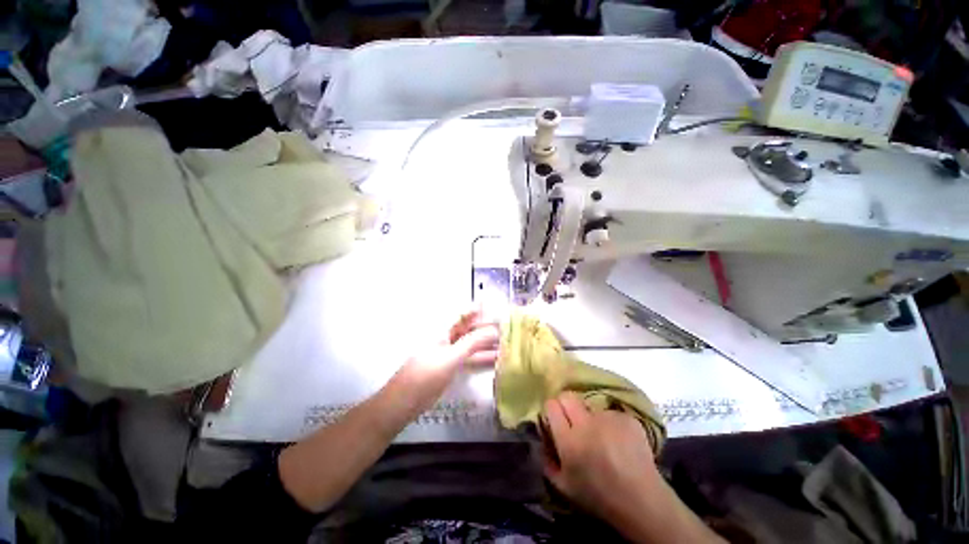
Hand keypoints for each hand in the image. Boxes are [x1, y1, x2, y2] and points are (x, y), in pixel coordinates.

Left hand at [391, 308, 499, 416]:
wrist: (404, 402)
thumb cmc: (425, 375)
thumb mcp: (451, 357)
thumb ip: (473, 343)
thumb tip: (493, 330)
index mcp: (443, 329)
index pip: (464, 314)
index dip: (480, 308)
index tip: (497, 306)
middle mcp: (447, 337)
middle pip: (470, 328)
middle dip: (488, 327)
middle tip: (508, 327)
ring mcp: (449, 352)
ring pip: (472, 343)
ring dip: (488, 343)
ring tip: (508, 342)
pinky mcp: (451, 366)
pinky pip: (470, 357)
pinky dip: (482, 357)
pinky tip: (497, 359)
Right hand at [542, 392, 660, 522]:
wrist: (642, 502)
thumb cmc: (598, 497)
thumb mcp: (564, 487)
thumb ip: (547, 461)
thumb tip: (541, 439)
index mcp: (569, 441)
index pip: (552, 406)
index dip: (552, 410)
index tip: (555, 418)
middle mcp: (586, 424)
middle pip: (568, 396)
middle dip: (566, 404)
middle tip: (573, 420)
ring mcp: (608, 419)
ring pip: (591, 407)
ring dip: (592, 418)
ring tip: (602, 437)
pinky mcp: (626, 418)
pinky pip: (611, 414)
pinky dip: (612, 424)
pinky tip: (619, 441)